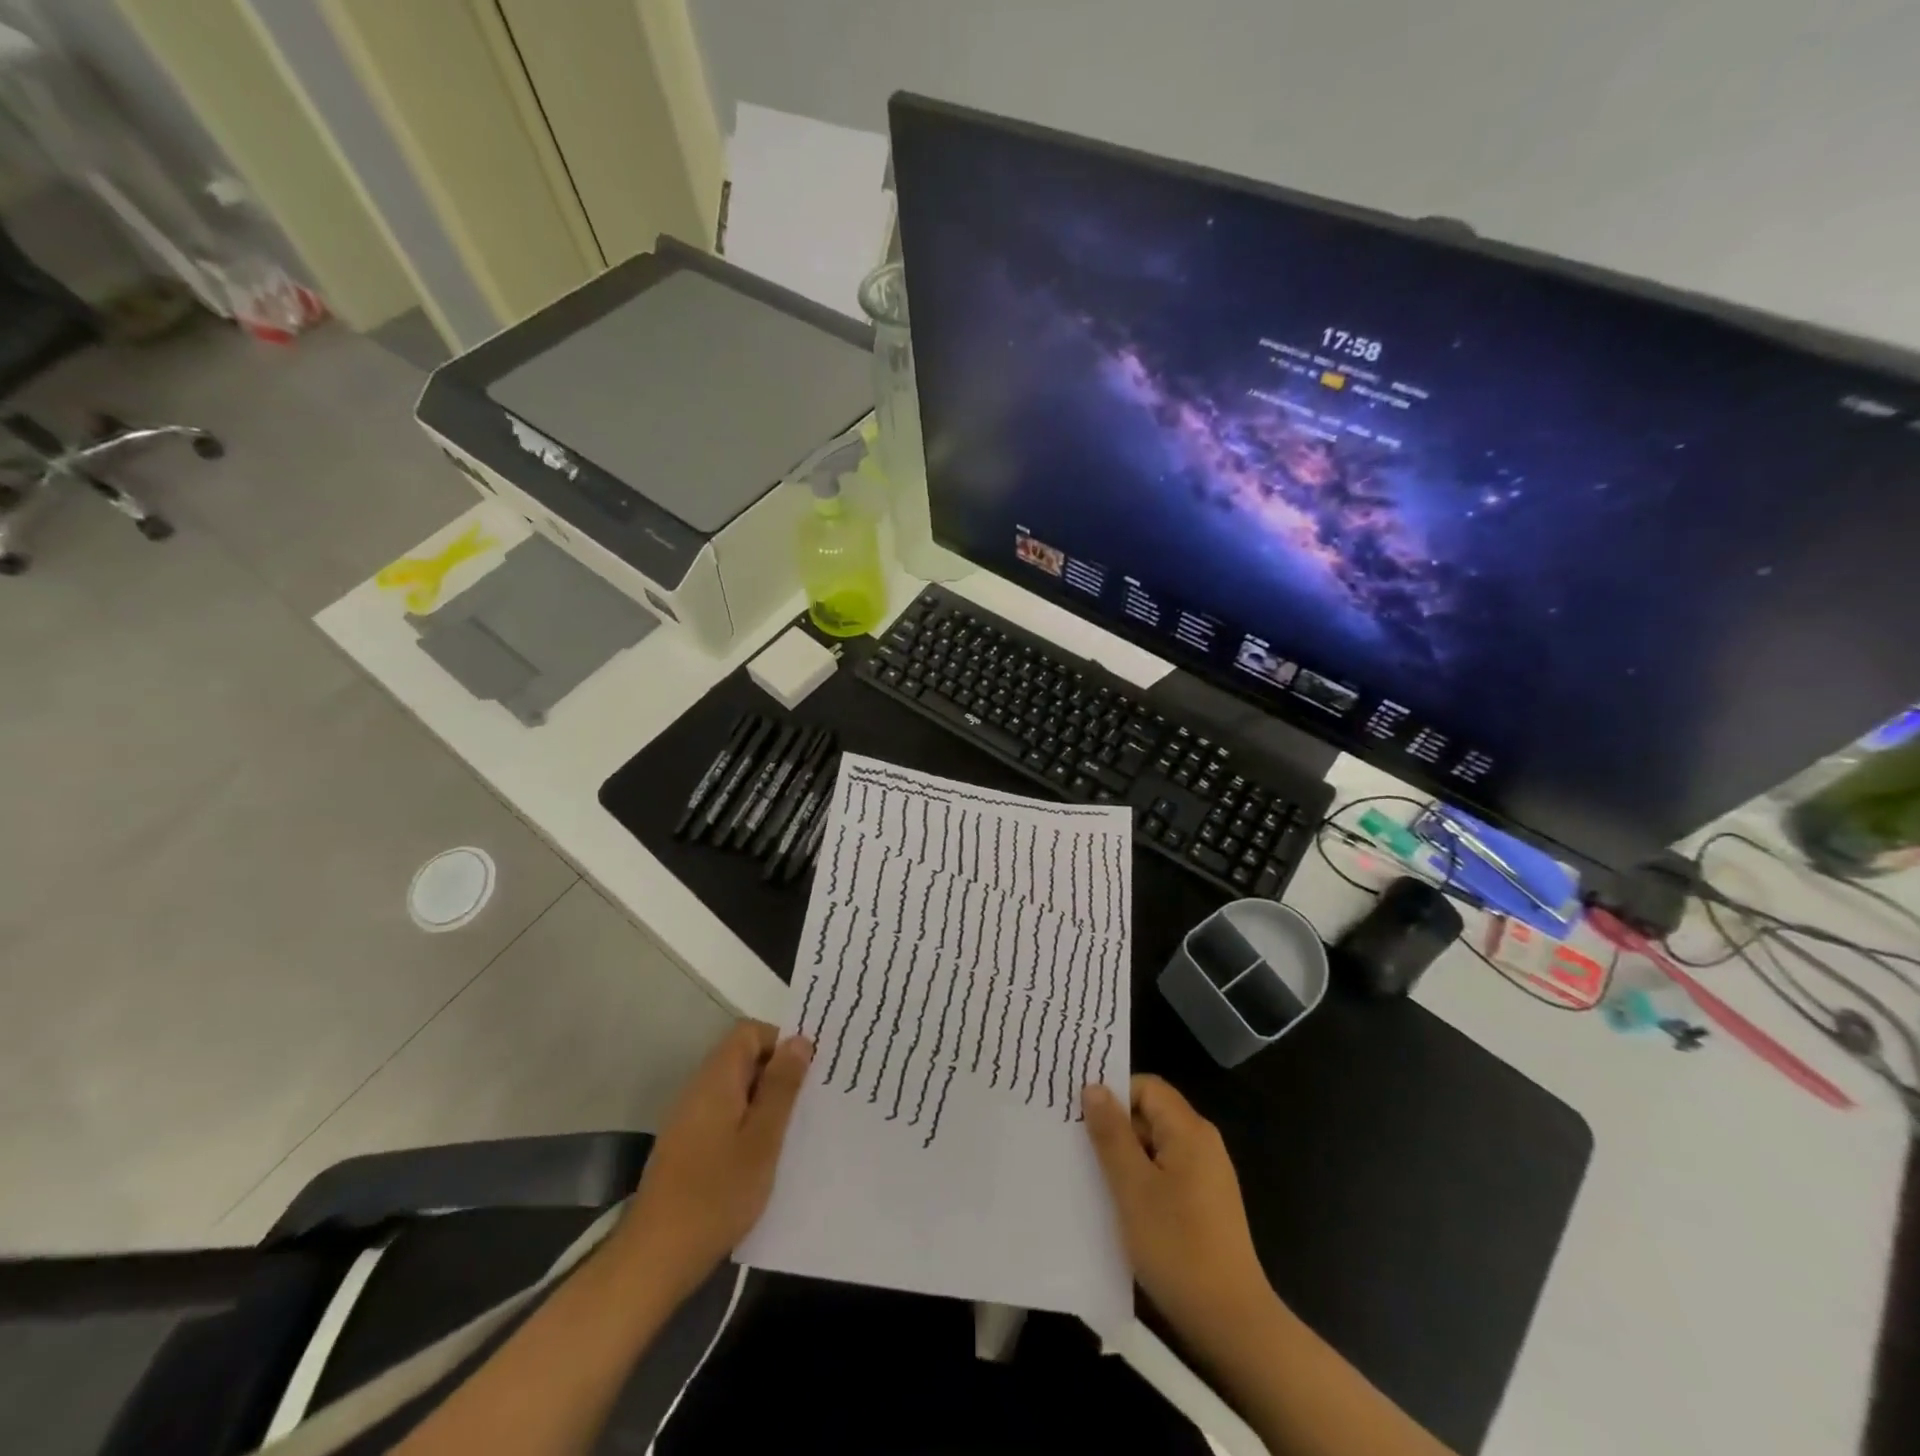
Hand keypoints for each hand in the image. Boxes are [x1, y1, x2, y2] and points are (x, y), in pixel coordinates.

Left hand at [616, 1021, 811, 1303]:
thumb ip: (781, 1087)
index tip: (807, 1070)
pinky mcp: (686, 1145)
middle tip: (809, 1100)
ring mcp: (689, 1118)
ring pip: (735, 1088)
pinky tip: (764, 1154)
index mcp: (716, 1079)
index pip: (749, 1032)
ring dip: (764, 1100)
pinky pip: (724, 1114)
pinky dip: (748, 1122)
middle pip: (742, 1058)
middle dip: (777, 1072)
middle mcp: (699, 1089)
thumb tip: (799, 1040)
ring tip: (793, 1128)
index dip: (781, 1041)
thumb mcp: (763, 1139)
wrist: (655, 1258)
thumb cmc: (717, 1194)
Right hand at [1084, 1075, 1275, 1349]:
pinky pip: (1165, 1174)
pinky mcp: (1204, 1204)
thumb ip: (1111, 1134)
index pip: (1146, 1087)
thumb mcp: (1132, 1187)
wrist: (1232, 1323)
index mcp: (1189, 1131)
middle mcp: (1202, 1144)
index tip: (1080, 1117)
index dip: (1113, 1095)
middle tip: (1077, 1147)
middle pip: (1150, 1115)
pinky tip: (1119, 1205)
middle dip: (1114, 1128)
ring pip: (1155, 1147)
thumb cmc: (1178, 1247)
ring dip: (1124, 1157)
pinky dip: (1140, 1180)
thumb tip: (1094, 1087)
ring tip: (1091, 1177)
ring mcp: (1206, 1176)